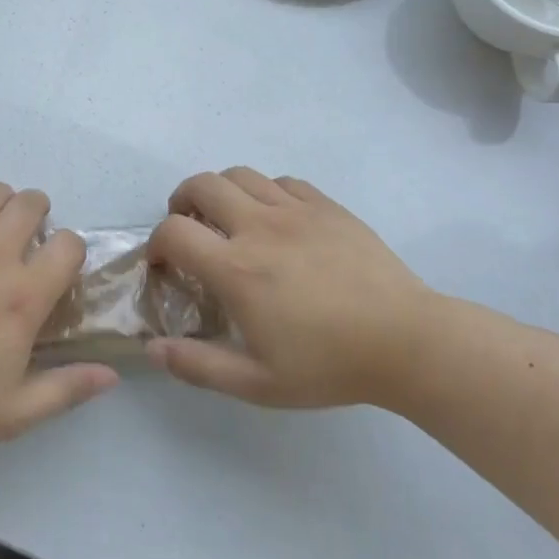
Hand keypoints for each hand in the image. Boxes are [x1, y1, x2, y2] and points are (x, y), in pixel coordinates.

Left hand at [0, 184, 118, 450]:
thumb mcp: (14, 411)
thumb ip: (68, 389)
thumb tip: (112, 374)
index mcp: (22, 296)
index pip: (69, 244)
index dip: (71, 253)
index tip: (57, 272)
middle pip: (31, 202)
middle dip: (39, 216)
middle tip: (26, 244)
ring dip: (0, 207)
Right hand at [145, 168, 436, 409]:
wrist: (407, 342)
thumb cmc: (330, 365)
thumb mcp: (259, 383)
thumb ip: (199, 366)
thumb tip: (151, 348)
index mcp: (236, 268)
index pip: (173, 232)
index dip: (155, 243)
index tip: (162, 263)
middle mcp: (258, 226)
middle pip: (201, 185)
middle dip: (181, 202)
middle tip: (189, 228)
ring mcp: (295, 209)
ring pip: (239, 175)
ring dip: (221, 191)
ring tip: (227, 218)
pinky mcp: (326, 205)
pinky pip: (282, 181)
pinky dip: (264, 192)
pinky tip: (275, 219)